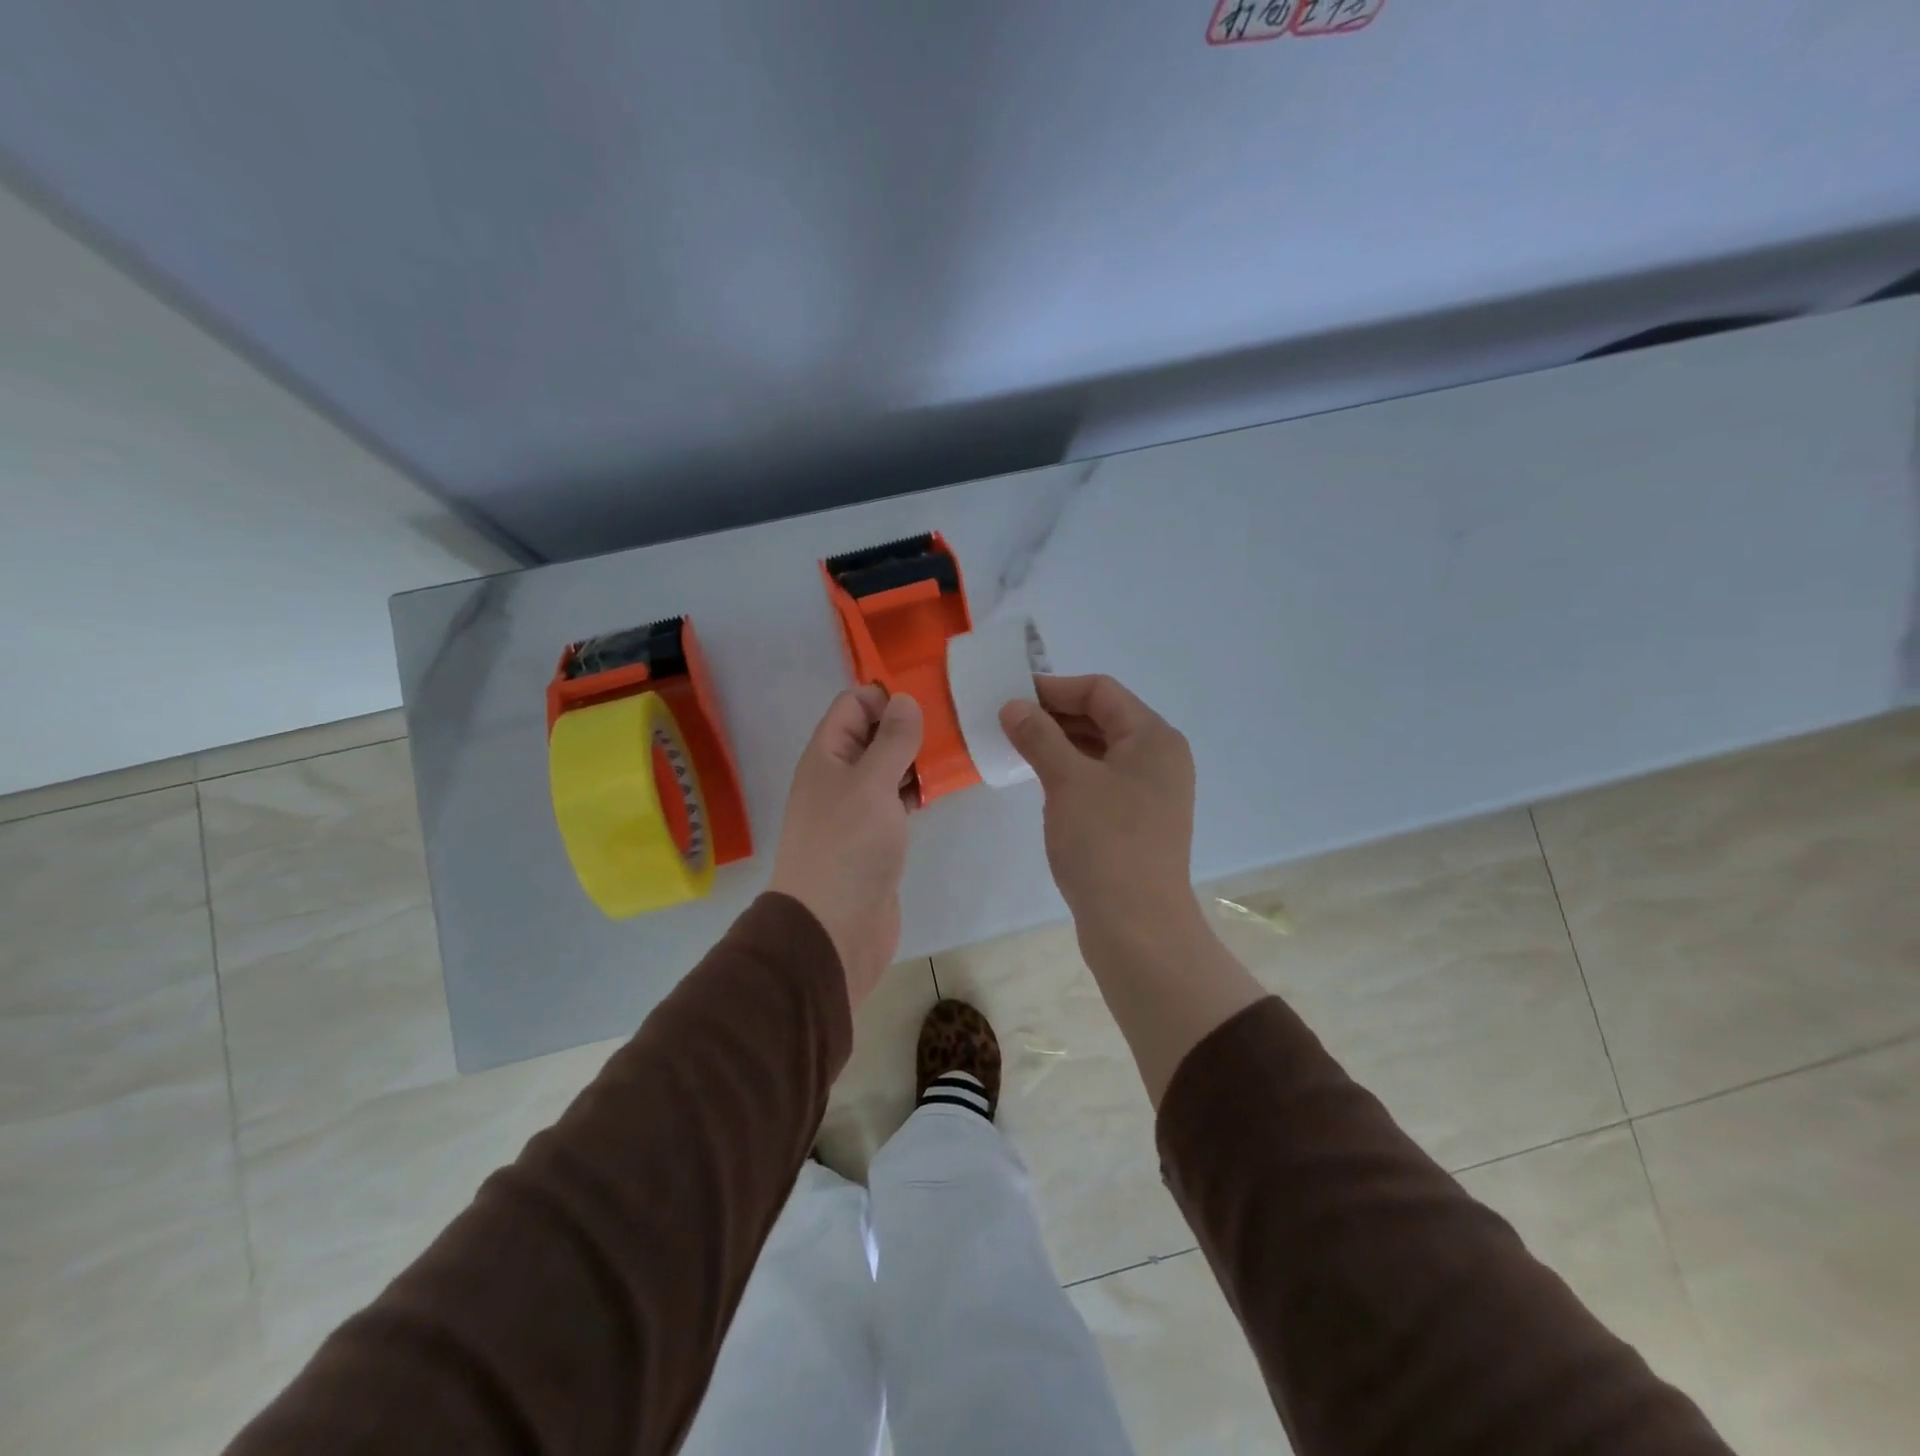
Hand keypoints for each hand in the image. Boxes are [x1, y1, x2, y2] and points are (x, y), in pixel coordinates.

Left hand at [769, 686, 923, 1007]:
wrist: (833, 929)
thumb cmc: (848, 847)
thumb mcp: (871, 784)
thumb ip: (891, 741)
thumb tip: (905, 700)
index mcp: (827, 755)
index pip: (853, 704)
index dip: (886, 693)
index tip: (930, 693)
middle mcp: (838, 776)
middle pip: (873, 734)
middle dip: (909, 724)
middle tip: (955, 718)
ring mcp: (857, 808)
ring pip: (889, 768)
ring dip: (918, 758)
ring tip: (960, 747)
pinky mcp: (876, 837)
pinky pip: (897, 800)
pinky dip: (918, 790)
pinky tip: (946, 786)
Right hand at [1000, 674, 1197, 930]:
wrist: (1137, 927)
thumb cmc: (1106, 843)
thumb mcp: (1068, 781)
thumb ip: (1039, 736)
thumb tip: (1014, 706)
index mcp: (1153, 737)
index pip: (1101, 691)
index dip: (1054, 687)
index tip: (1011, 695)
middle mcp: (1158, 757)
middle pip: (1103, 718)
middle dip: (1054, 715)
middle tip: (1007, 720)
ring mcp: (1150, 791)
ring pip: (1100, 751)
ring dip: (1060, 744)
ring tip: (1016, 746)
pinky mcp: (1137, 821)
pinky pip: (1101, 780)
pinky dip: (1071, 772)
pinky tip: (1040, 780)